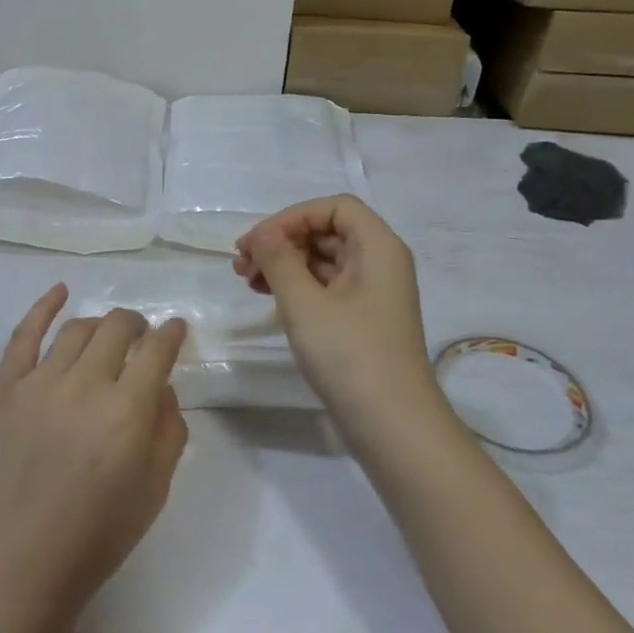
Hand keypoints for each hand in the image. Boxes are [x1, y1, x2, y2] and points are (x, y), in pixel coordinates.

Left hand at [0, 285, 189, 628]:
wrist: (21, 561)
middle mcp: (84, 384)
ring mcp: (38, 383)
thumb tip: (162, 387)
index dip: (172, 333)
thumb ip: (168, 429)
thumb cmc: (98, 533)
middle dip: (137, 325)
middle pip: (117, 328)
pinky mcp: (4, 389)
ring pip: (77, 329)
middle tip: (142, 336)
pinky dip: (43, 307)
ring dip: (100, 325)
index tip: (176, 329)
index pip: (156, 350)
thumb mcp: (155, 488)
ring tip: (107, 335)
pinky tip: (60, 291)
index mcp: (126, 411)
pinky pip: (23, 335)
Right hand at [234, 196, 440, 432]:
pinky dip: (296, 286)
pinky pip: (327, 287)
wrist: (392, 425)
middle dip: (282, 241)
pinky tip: (269, 298)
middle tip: (241, 264)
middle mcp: (380, 262)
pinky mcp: (363, 319)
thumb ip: (279, 260)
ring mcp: (373, 293)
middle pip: (327, 232)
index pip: (334, 207)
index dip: (292, 217)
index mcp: (378, 247)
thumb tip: (264, 234)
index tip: (257, 242)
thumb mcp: (304, 303)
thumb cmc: (350, 355)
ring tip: (247, 281)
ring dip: (284, 264)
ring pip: (323, 260)